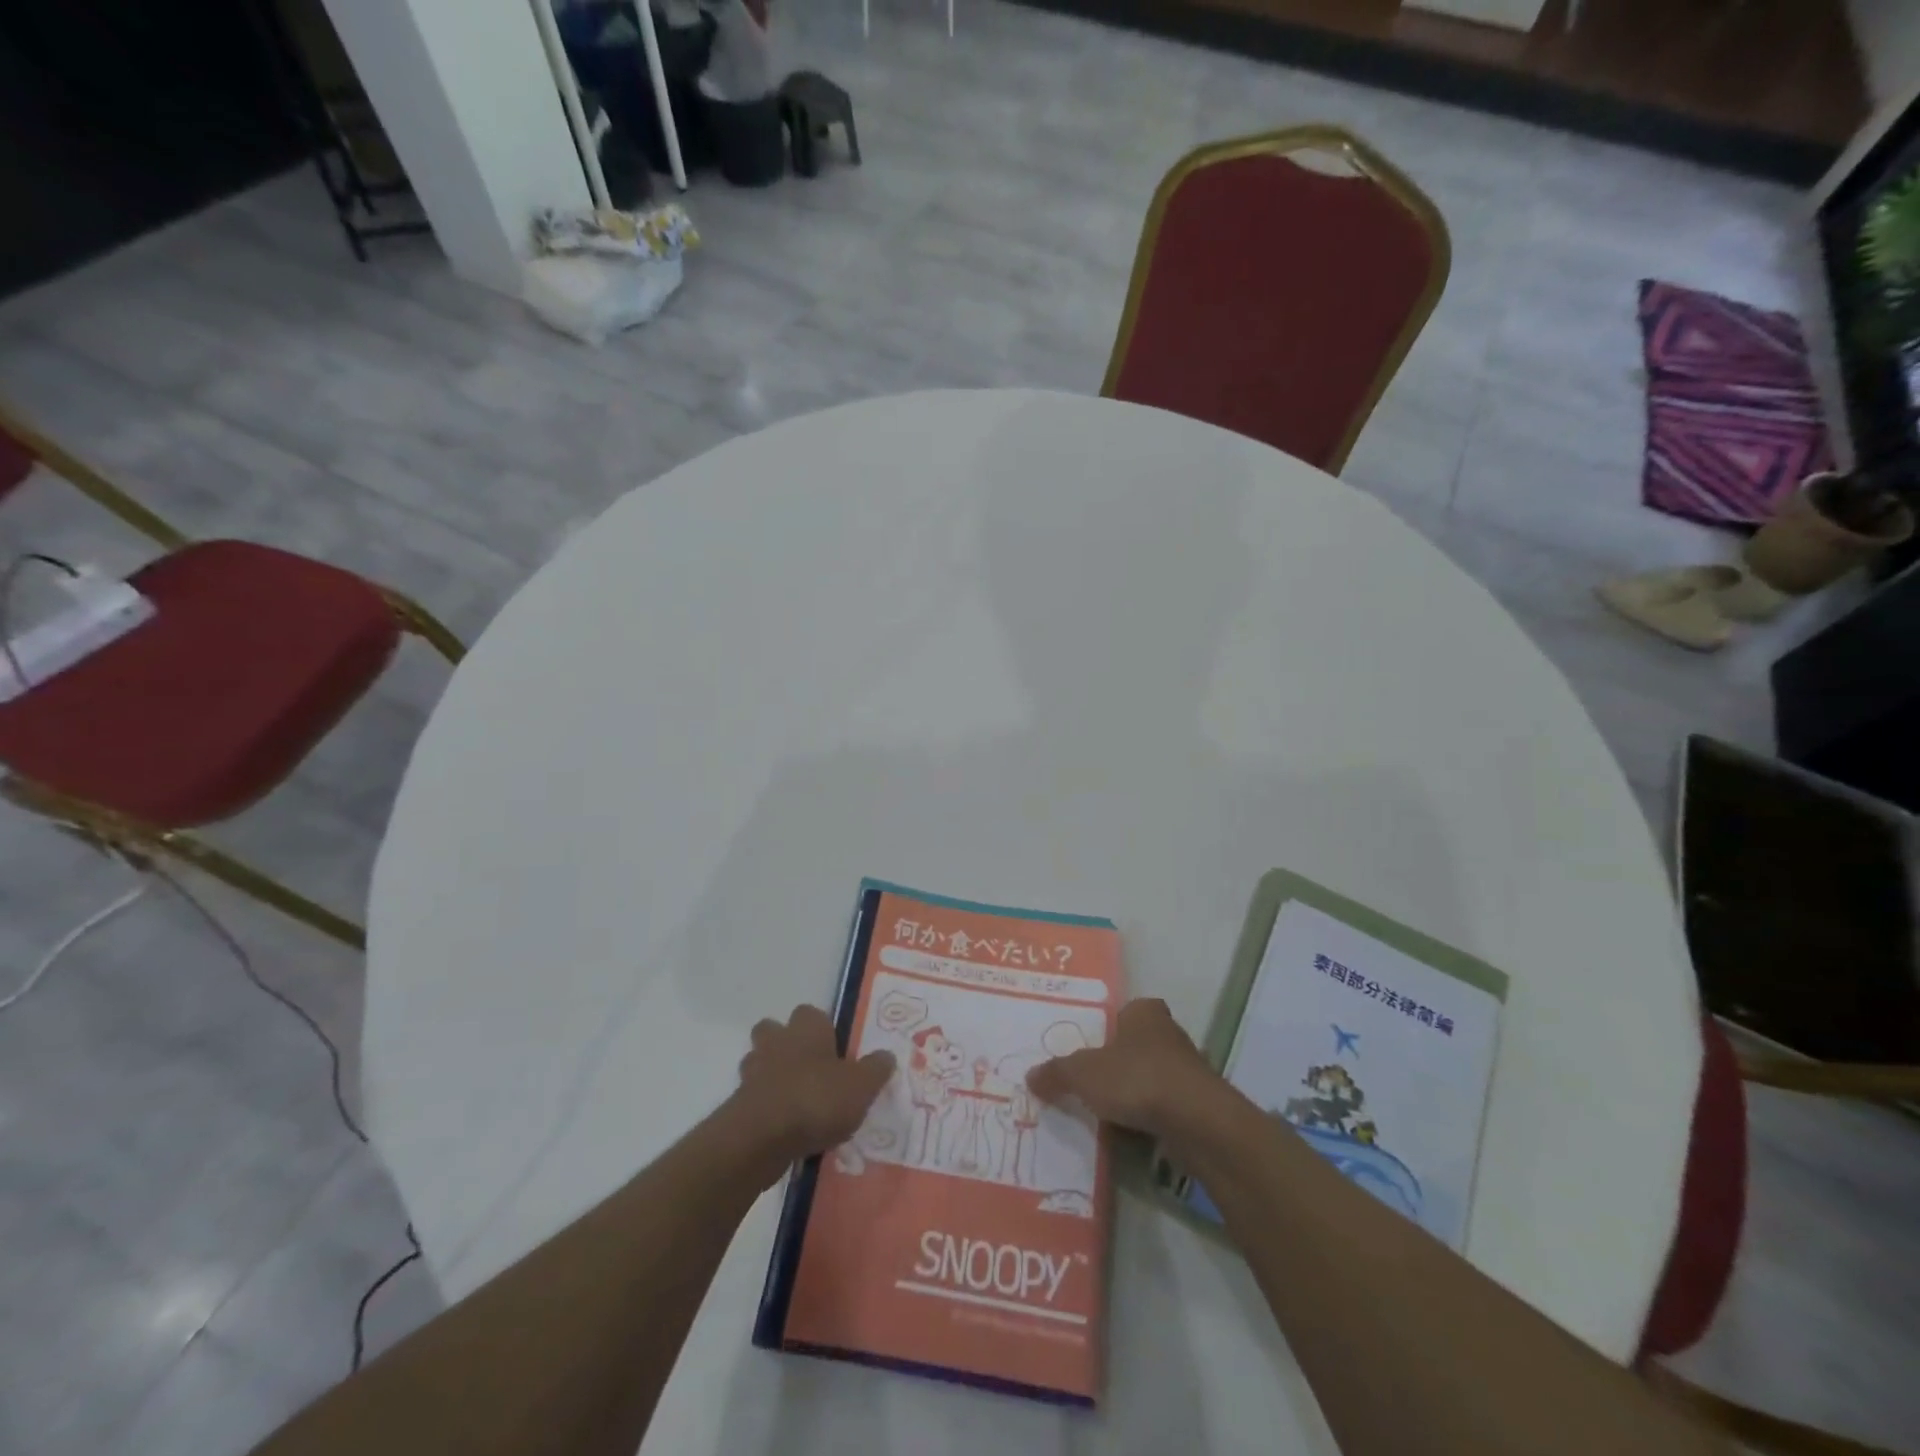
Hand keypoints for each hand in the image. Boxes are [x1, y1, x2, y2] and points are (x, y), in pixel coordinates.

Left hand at [731, 1004, 894, 1169]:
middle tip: (812, 1070)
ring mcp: (753, 1073)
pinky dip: (767, 1108)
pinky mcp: (739, 1105)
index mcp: (807, 1028)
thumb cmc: (816, 1099)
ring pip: (760, 1063)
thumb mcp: (861, 1086)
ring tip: (799, 1102)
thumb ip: (875, 1069)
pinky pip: (755, 1098)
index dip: (822, 1029)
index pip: (811, 1013)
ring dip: (773, 1077)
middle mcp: (777, 1042)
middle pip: (775, 1031)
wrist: (761, 1139)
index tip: (835, 1049)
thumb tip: (886, 1055)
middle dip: (787, 1045)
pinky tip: (786, 1129)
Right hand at [1027, 998, 1219, 1138]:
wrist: (1196, 1121)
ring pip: (1151, 1077)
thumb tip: (1030, 1076)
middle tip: (1089, 1084)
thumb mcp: (1082, 1073)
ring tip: (1106, 1113)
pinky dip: (1150, 1117)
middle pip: (1135, 1045)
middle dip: (1117, 1064)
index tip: (1087, 1052)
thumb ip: (1056, 1073)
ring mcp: (1188, 1069)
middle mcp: (1170, 1033)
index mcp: (1144, 1012)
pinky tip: (1132, 1133)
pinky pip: (1164, 1106)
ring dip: (1134, 1093)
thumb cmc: (1136, 1078)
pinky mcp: (1199, 1103)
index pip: (1122, 1013)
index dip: (1105, 1031)